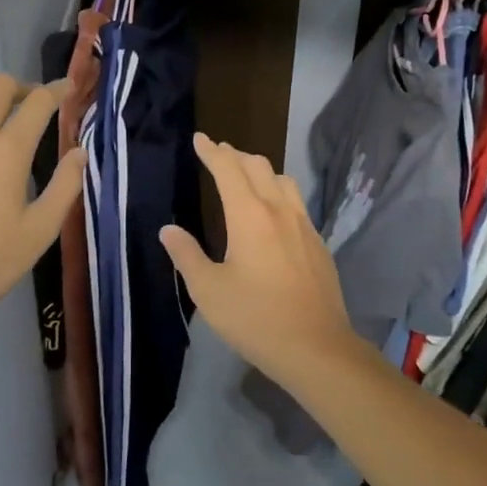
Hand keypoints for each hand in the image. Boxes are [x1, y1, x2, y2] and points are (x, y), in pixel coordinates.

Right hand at [160, 134, 355, 387]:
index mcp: (249, 215)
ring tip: (246, 175)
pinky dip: (278, 191)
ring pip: (282, 179)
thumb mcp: (208, 291)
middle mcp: (278, 210)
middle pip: (257, 166)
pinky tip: (274, 211)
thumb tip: (168, 230)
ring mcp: (303, 224)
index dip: (212, 151)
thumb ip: (187, 255)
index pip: (228, 169)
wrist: (316, 347)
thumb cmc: (255, 318)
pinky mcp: (317, 242)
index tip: (200, 139)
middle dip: (234, 155)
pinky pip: (296, 201)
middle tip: (218, 153)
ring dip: (260, 169)